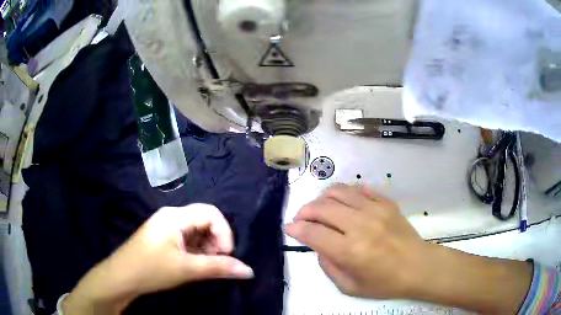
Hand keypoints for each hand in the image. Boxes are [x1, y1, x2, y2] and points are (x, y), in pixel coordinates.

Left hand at [64, 204, 253, 313]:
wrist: (122, 277)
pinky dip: (196, 250)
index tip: (225, 256)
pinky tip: (193, 263)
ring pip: (196, 230)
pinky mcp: (163, 236)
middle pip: (204, 220)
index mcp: (175, 216)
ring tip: (204, 265)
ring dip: (207, 247)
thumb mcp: (187, 269)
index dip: (224, 233)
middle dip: (216, 241)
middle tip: (215, 262)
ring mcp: (166, 226)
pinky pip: (187, 237)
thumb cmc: (152, 270)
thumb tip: (249, 271)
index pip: (211, 213)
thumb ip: (219, 268)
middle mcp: (171, 216)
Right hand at [285, 184, 426, 298]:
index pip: (313, 232)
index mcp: (350, 251)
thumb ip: (328, 267)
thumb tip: (318, 246)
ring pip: (338, 192)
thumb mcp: (349, 287)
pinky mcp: (386, 202)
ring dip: (322, 198)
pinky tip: (344, 204)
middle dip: (304, 211)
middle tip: (301, 218)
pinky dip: (346, 193)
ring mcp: (375, 209)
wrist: (418, 266)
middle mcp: (360, 225)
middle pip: (322, 208)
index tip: (289, 228)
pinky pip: (359, 189)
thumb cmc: (385, 283)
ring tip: (320, 208)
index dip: (296, 228)